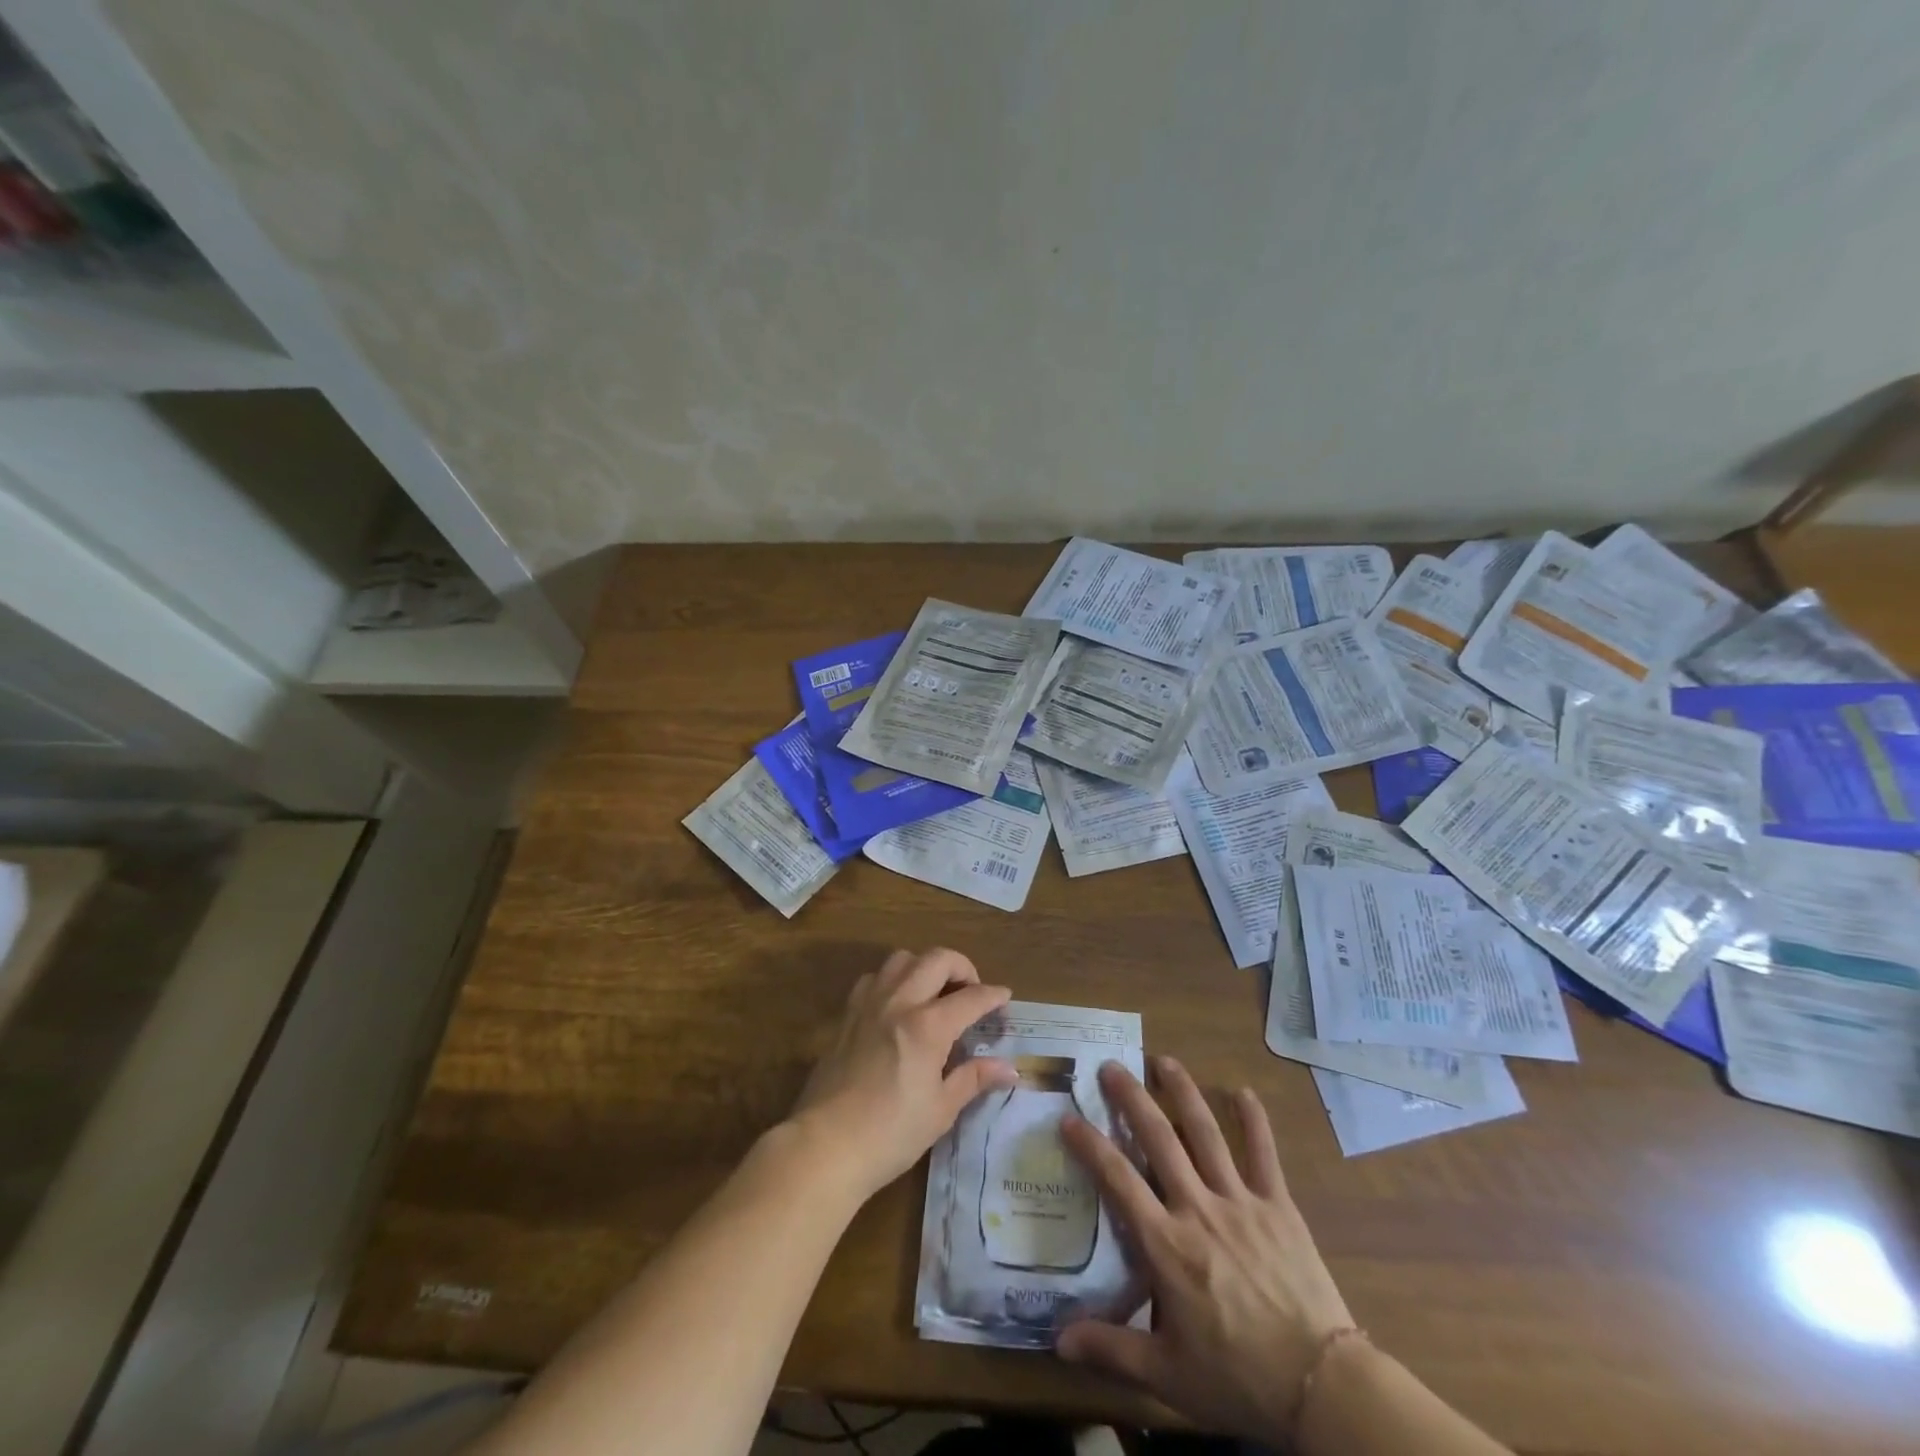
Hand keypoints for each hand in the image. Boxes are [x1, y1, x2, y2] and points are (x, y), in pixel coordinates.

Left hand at [786, 948, 1016, 1201]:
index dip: (993, 995)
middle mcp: (899, 1002)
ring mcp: (869, 1004)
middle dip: (962, 967)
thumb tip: (1008, 1068)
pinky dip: (894, 980)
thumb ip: (973, 1079)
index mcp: (927, 1026)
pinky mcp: (847, 1014)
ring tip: (934, 992)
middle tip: (971, 991)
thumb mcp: (940, 1110)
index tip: (1005, 997)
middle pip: (937, 959)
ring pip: (902, 959)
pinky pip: (874, 977)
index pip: (970, 997)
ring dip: (925, 966)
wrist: (825, 1145)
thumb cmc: (890, 1134)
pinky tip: (898, 1005)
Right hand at [1056, 1057, 1355, 1442]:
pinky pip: (1264, 1153)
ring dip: (1182, 1092)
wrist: (1321, 1387)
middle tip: (1111, 1066)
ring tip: (1164, 1061)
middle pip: (1158, 1138)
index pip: (1117, 1179)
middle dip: (1131, 1097)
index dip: (1090, 1145)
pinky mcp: (1278, 1206)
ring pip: (1205, 1132)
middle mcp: (1197, 1207)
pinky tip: (1243, 1091)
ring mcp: (1240, 1201)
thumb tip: (1057, 1342)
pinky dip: (1254, 1120)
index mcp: (1166, 1244)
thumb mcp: (1167, 1376)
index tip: (1068, 1117)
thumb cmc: (1237, 1379)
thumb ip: (1111, 1351)